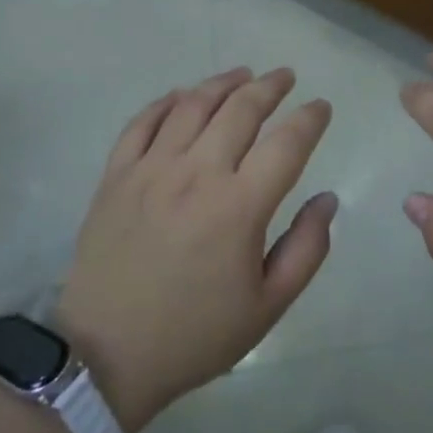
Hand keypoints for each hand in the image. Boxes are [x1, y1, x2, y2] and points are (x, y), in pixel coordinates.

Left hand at [55, 67, 335, 432]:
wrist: (106, 357)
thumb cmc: (195, 334)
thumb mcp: (267, 307)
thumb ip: (306, 249)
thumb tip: (327, 198)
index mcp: (239, 206)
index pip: (287, 142)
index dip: (310, 118)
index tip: (321, 106)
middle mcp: (197, 174)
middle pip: (241, 109)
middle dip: (270, 86)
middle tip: (285, 77)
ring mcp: (151, 169)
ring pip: (193, 105)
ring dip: (223, 82)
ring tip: (242, 75)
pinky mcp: (116, 175)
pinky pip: (143, 122)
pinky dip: (167, 101)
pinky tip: (183, 95)